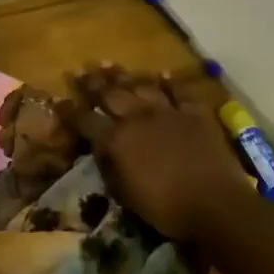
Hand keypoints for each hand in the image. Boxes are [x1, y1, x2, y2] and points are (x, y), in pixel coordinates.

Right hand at [57, 63, 257, 242]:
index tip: (58, 100)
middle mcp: (138, 118)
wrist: (215, 205)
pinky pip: (180, 91)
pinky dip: (171, 82)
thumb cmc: (165, 208)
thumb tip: (101, 149)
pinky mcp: (195, 113)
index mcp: (117, 140)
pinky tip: (162, 74)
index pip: (85, 120)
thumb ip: (110, 166)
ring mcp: (168, 112)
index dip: (70, 111)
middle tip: (81, 71)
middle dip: (92, 83)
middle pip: (110, 94)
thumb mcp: (125, 194)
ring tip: (109, 64)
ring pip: (141, 86)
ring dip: (124, 76)